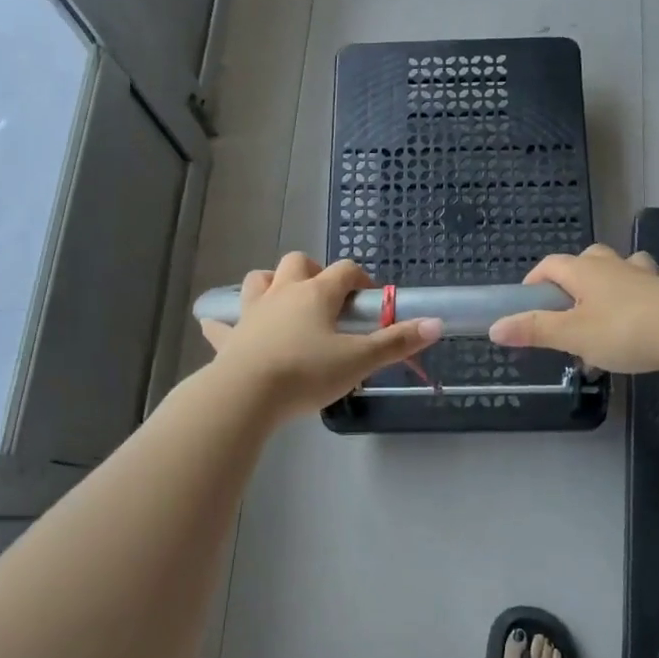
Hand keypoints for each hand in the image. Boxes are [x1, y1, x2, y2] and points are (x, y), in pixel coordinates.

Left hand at [199, 254, 441, 416]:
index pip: (345, 270)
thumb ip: (397, 342)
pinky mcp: (229, 338)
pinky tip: (226, 328)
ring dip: (271, 284)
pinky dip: (226, 323)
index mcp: (317, 294)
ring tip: (284, 303)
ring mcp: (252, 313)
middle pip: (297, 262)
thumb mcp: (359, 360)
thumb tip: (436, 323)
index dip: (361, 279)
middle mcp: (283, 293)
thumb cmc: (307, 373)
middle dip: (314, 271)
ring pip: (258, 280)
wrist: (245, 395)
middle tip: (327, 298)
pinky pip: (222, 323)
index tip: (370, 300)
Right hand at [488, 244, 658, 374]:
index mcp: (585, 271)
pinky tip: (641, 324)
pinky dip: (638, 300)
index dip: (535, 281)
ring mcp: (646, 276)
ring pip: (622, 269)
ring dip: (610, 285)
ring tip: (606, 315)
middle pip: (588, 259)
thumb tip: (494, 328)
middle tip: (569, 311)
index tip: (527, 303)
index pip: (551, 265)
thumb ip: (534, 331)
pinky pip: (647, 288)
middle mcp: (614, 265)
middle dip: (574, 280)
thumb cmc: (625, 330)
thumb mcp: (573, 335)